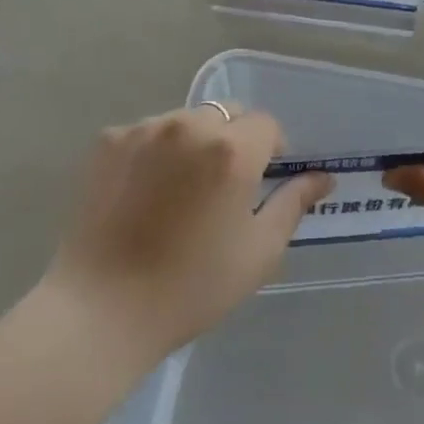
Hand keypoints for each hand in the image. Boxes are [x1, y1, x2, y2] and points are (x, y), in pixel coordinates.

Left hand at [42, 104, 332, 365]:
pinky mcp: (108, 140)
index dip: (272, 150)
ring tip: (178, 191)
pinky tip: (143, 193)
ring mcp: (145, 128)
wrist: (101, 309)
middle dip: (234, 140)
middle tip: (222, 187)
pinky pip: (147, 132)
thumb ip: (293, 204)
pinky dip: (154, 151)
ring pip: (185, 120)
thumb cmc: (191, 287)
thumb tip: (322, 177)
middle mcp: (190, 125)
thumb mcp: (258, 252)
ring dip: (193, 143)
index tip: (262, 183)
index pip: (266, 124)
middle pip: (226, 114)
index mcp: (232, 149)